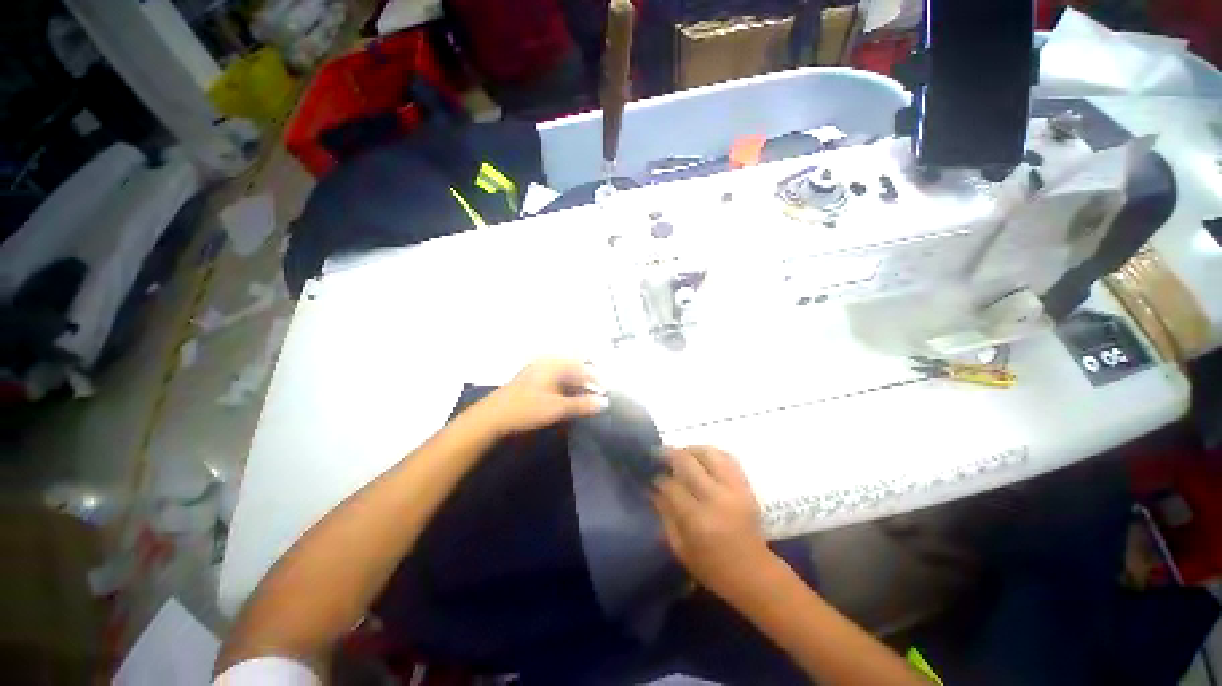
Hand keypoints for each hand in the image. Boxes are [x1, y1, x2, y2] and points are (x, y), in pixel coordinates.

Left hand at [475, 359, 607, 436]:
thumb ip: (582, 404)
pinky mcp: (531, 382)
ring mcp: (537, 372)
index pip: (581, 367)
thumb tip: (605, 402)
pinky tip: (568, 401)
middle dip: (586, 382)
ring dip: (576, 387)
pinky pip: (554, 382)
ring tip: (586, 400)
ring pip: (563, 376)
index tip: (606, 390)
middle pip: (573, 370)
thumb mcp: (557, 407)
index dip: (595, 378)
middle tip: (598, 396)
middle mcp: (546, 364)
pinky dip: (565, 390)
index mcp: (553, 364)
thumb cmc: (526, 408)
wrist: (491, 418)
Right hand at [651, 446, 775, 598]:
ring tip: (680, 454)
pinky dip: (711, 453)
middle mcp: (716, 498)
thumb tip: (653, 489)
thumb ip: (665, 515)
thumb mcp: (680, 548)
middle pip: (687, 462)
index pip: (671, 486)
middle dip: (669, 454)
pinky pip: (727, 457)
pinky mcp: (746, 485)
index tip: (651, 477)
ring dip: (690, 449)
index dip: (658, 479)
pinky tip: (701, 458)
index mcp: (698, 520)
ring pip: (708, 453)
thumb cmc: (712, 568)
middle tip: (659, 454)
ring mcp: (734, 488)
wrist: (754, 573)